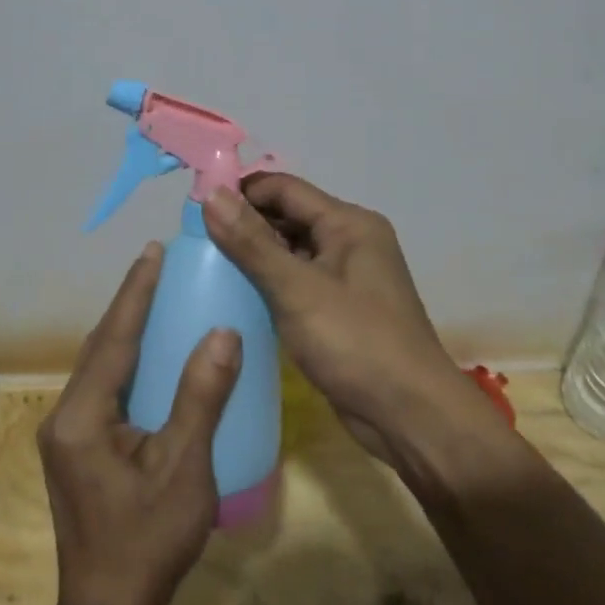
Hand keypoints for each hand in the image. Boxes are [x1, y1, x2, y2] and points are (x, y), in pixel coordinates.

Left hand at [39, 243, 241, 604]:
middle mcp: (64, 416)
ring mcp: (67, 434)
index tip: (153, 252)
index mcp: (81, 417)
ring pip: (99, 366)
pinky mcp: (78, 448)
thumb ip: (201, 398)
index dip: (135, 293)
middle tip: (159, 265)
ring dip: (125, 330)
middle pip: (100, 346)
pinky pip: (103, 387)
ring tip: (156, 298)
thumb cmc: (148, 542)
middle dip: (129, 303)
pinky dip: (126, 360)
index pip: (113, 339)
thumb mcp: (184, 469)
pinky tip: (149, 356)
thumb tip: (224, 334)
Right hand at [203, 175, 510, 466]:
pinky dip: (270, 284)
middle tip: (194, 241)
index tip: (195, 208)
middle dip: (245, 224)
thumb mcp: (297, 290)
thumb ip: (252, 243)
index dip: (241, 192)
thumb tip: (211, 195)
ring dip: (255, 255)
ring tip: (206, 266)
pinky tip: (237, 297)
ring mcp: (347, 278)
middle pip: (288, 217)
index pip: (284, 189)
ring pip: (292, 251)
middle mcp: (351, 242)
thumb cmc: (355, 343)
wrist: (409, 415)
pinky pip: (298, 283)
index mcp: (349, 224)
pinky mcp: (340, 310)